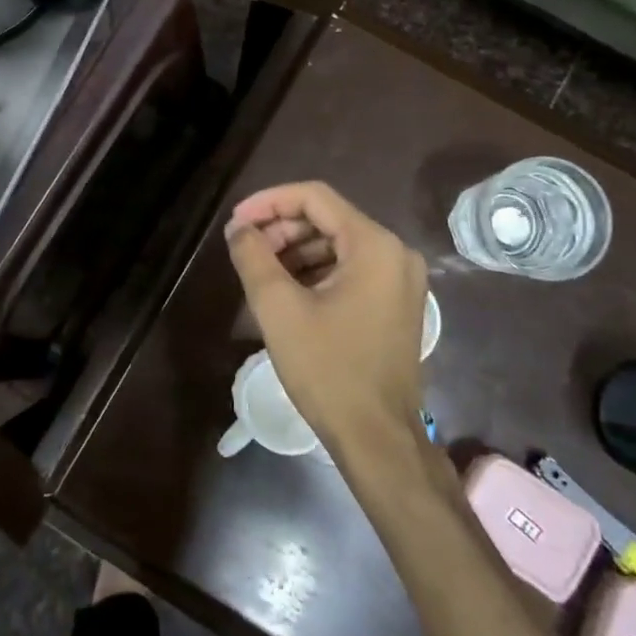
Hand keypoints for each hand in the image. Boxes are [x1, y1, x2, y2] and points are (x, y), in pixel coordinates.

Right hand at [224, 182, 428, 459]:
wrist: (376, 437)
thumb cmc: (328, 369)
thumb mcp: (278, 308)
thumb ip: (254, 257)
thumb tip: (238, 229)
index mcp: (374, 245)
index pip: (314, 198)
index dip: (269, 202)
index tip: (235, 222)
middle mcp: (395, 253)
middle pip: (328, 220)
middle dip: (281, 229)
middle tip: (244, 250)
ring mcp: (400, 280)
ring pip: (338, 245)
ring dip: (295, 252)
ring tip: (259, 272)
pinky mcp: (395, 304)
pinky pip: (351, 270)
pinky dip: (316, 272)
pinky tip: (286, 292)